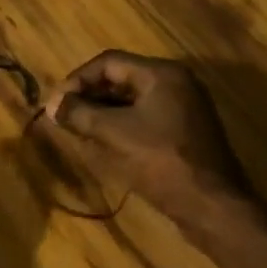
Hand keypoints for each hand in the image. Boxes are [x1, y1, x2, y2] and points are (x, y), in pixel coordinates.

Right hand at [38, 51, 253, 228]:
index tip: (57, 102)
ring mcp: (183, 108)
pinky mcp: (184, 131)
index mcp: (162, 74)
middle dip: (89, 96)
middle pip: (122, 78)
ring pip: (132, 100)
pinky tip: (103, 143)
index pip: (109, 62)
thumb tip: (53, 104)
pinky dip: (121, 125)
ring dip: (103, 112)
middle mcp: (175, 83)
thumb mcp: (115, 135)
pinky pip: (145, 118)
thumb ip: (81, 114)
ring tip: (78, 130)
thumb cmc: (162, 162)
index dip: (77, 79)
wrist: (212, 205)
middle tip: (64, 116)